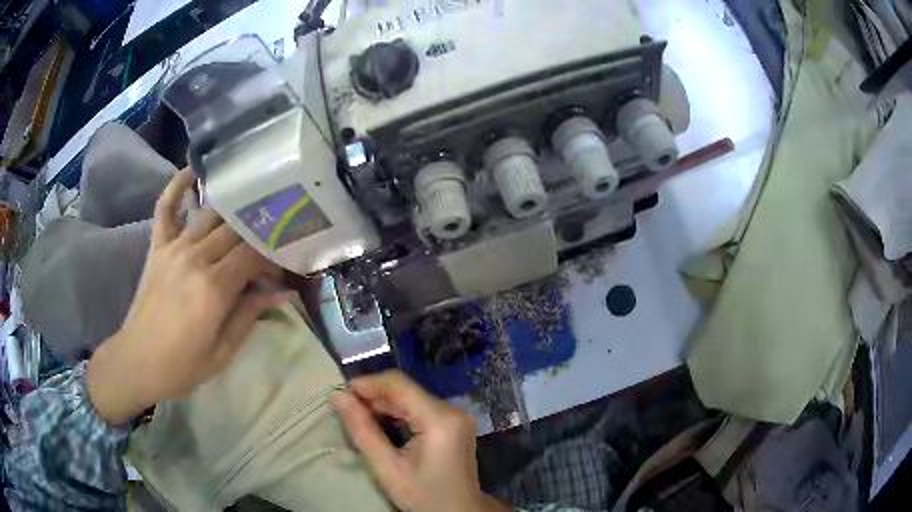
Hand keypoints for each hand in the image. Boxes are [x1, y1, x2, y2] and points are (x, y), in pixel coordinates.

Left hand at [87, 170, 290, 424]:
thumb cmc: (183, 364)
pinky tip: (193, 172)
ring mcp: (174, 248)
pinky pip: (166, 208)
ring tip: (250, 210)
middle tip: (272, 238)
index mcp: (214, 288)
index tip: (284, 263)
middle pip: (236, 231)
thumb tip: (282, 292)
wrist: (138, 361)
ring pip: (211, 216)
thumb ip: (250, 314)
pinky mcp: (158, 247)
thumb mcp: (223, 350)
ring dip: (233, 213)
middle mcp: (195, 258)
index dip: (273, 255)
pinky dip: (178, 187)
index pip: (254, 255)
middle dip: (259, 233)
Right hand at [332, 370, 509, 511]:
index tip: (341, 394)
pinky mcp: (454, 424)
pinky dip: (398, 413)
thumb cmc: (424, 496)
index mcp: (440, 420)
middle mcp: (452, 411)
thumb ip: (362, 431)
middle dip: (373, 395)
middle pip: (406, 390)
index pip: (399, 384)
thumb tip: (337, 397)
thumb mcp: (388, 468)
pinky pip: (421, 408)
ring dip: (384, 404)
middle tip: (345, 408)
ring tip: (358, 416)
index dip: (367, 384)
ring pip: (412, 398)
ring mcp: (456, 417)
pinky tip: (380, 423)